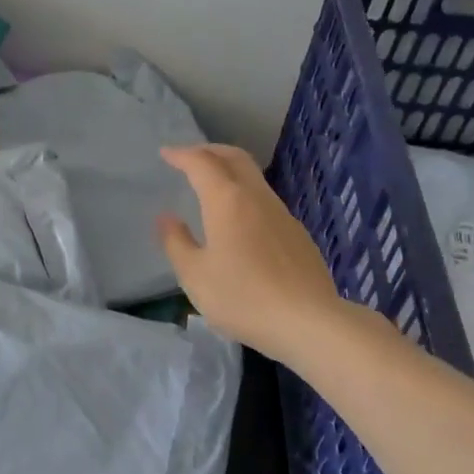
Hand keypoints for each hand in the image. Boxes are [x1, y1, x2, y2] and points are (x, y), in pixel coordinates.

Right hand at [157, 144, 350, 359]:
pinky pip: (265, 202)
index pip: (202, 163)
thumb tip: (167, 218)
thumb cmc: (242, 297)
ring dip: (230, 172)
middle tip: (190, 158)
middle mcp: (257, 198)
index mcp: (227, 201)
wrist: (308, 321)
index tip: (166, 154)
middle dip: (210, 152)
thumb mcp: (195, 276)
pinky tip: (239, 221)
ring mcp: (282, 215)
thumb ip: (176, 243)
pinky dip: (245, 196)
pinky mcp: (297, 235)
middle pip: (235, 158)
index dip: (182, 155)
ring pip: (254, 179)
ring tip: (211, 187)